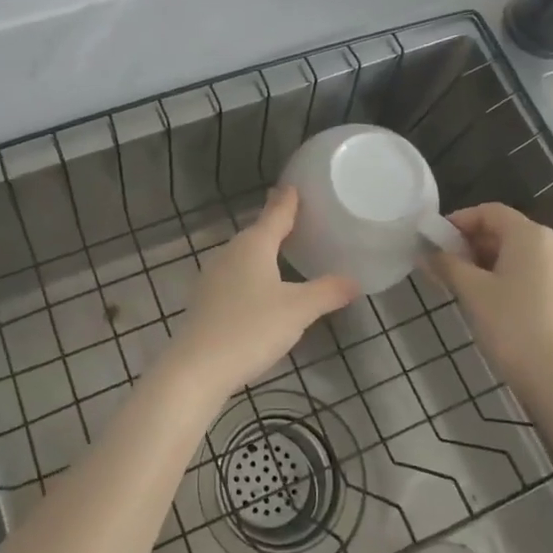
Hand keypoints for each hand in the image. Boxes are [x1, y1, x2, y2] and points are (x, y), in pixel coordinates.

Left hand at [158, 186, 358, 403]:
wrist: (197, 367)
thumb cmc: (251, 329)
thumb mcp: (298, 310)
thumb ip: (327, 292)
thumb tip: (354, 280)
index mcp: (254, 245)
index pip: (275, 214)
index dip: (287, 200)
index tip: (293, 185)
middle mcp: (230, 252)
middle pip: (257, 232)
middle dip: (275, 224)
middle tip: (296, 217)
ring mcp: (213, 276)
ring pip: (243, 254)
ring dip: (262, 250)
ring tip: (281, 249)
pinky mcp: (205, 299)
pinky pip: (234, 275)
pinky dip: (250, 273)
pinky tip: (258, 288)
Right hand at [431, 202, 552, 393]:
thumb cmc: (512, 325)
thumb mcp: (472, 291)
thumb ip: (446, 265)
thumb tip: (426, 252)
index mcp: (531, 235)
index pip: (490, 212)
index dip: (459, 221)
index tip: (435, 240)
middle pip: (506, 230)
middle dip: (472, 243)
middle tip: (444, 264)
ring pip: (519, 253)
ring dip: (488, 261)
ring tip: (462, 283)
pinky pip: (533, 271)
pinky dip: (508, 275)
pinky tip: (490, 299)